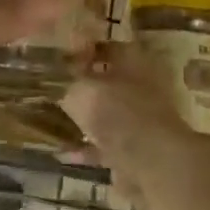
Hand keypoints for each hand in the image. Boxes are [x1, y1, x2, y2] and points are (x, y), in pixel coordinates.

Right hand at [61, 43, 192, 188]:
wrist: (153, 163)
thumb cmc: (117, 112)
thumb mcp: (80, 90)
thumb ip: (66, 83)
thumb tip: (56, 80)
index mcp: (135, 59)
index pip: (108, 46)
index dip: (83, 50)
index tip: (60, 58)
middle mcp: (144, 85)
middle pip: (110, 80)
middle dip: (84, 86)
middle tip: (56, 89)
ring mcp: (144, 118)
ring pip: (110, 113)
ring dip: (87, 118)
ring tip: (58, 120)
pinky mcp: (140, 149)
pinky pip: (109, 143)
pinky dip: (89, 147)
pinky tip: (66, 152)